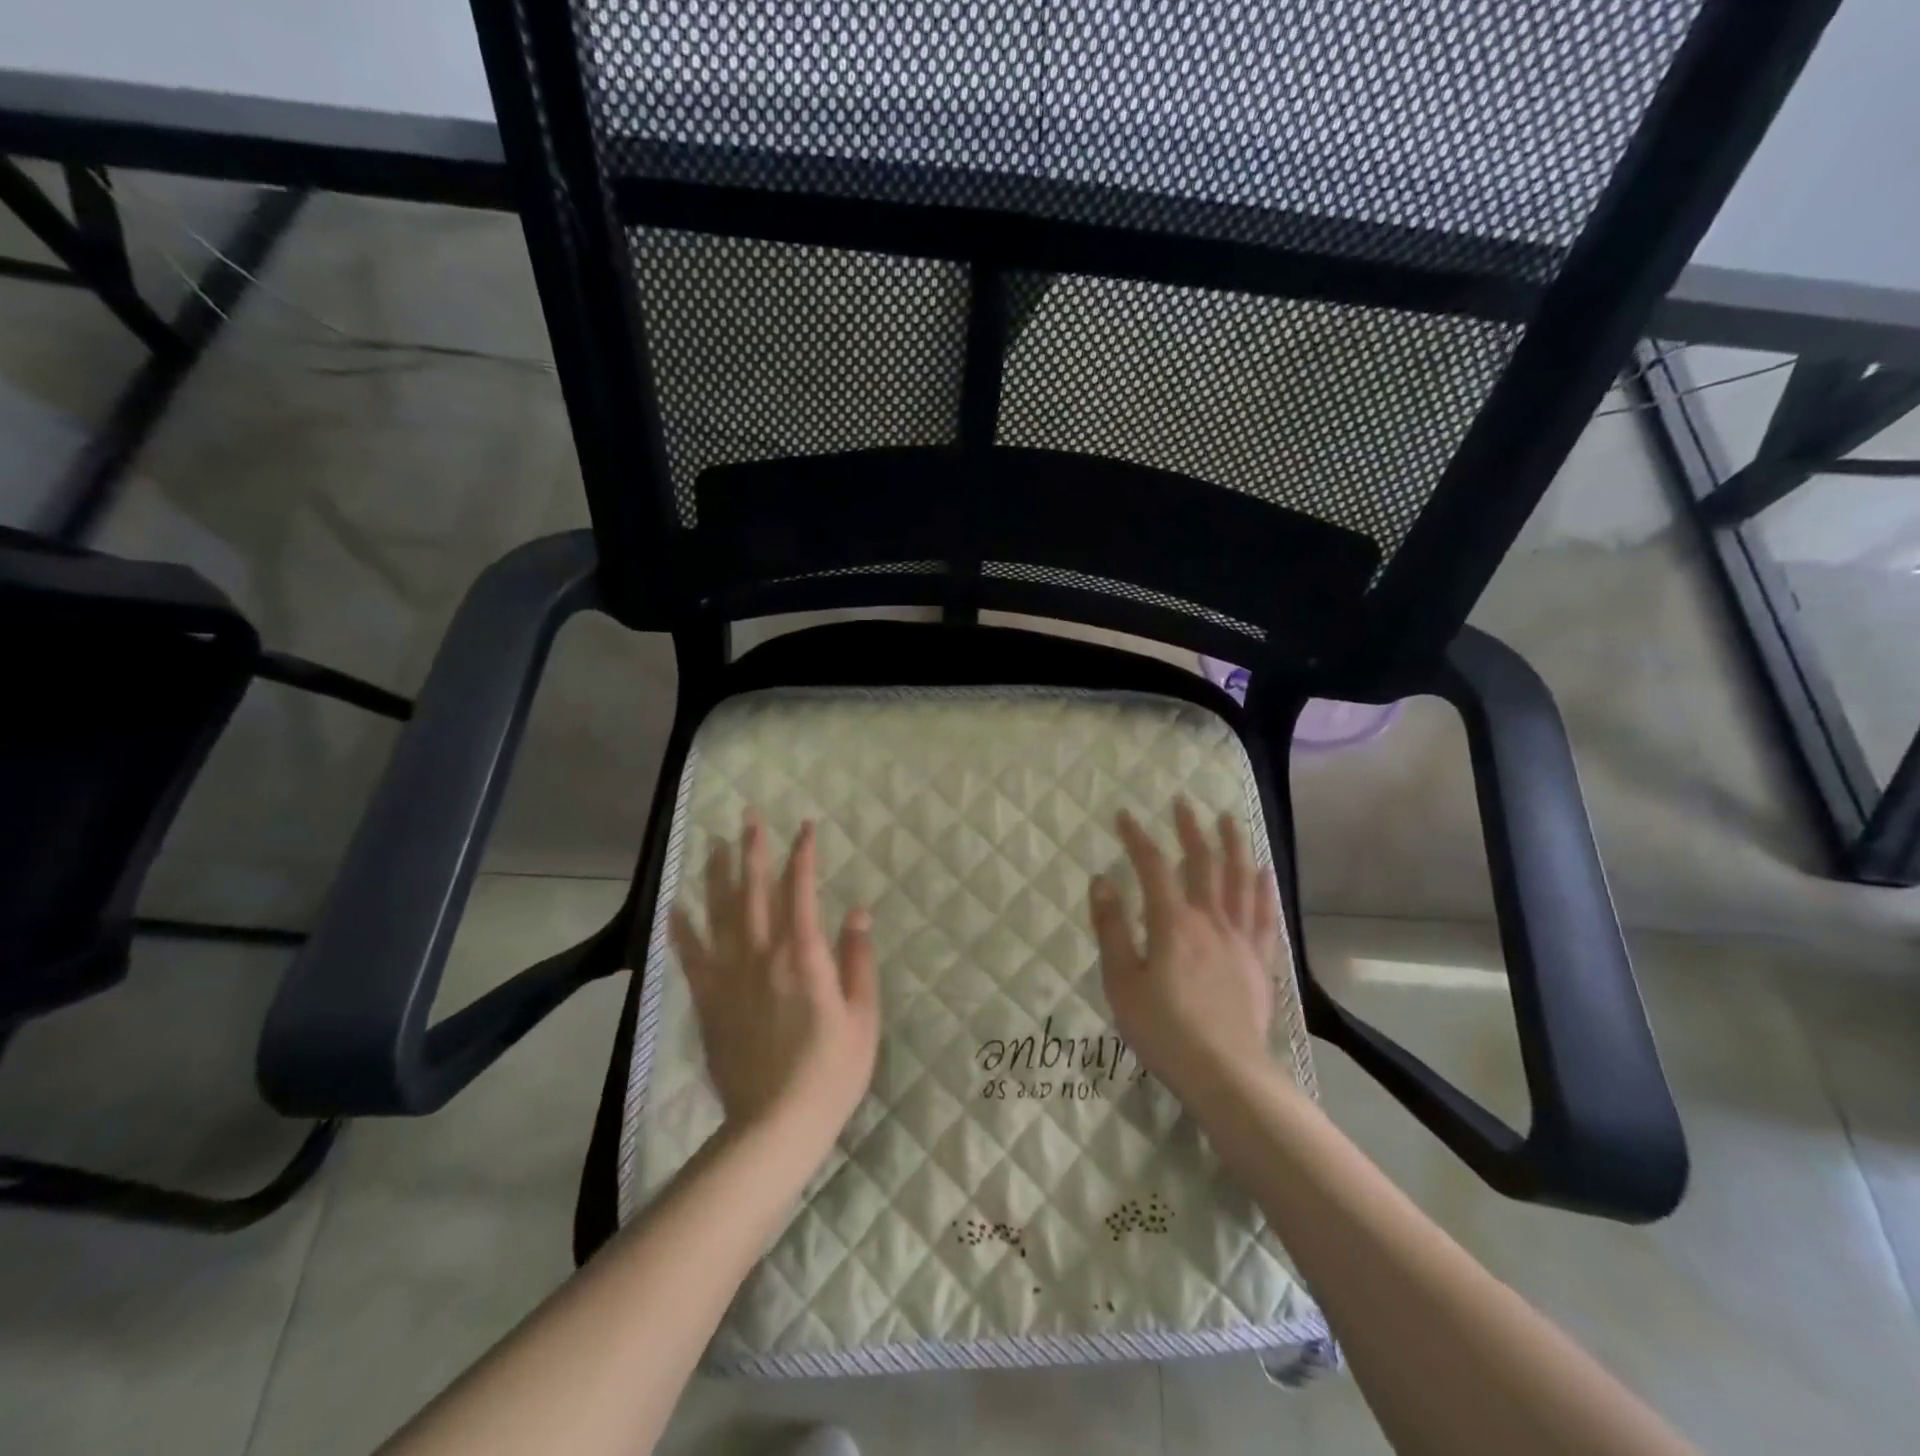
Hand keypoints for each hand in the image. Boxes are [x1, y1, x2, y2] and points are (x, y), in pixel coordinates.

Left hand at [669, 814, 879, 1152]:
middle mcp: (763, 954)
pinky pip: (691, 955)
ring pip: (721, 913)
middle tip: (748, 816)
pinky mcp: (709, 1000)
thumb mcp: (863, 1015)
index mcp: (804, 955)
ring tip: (715, 843)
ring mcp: (731, 976)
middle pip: (755, 891)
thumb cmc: (831, 1069)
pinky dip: (682, 928)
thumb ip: (858, 959)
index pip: (802, 890)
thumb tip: (858, 911)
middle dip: (753, 849)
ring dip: (718, 875)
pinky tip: (675, 905)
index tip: (805, 826)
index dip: (803, 854)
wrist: (776, 1123)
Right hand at [1088, 799, 1280, 1100]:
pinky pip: (1264, 914)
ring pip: (1240, 880)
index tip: (1124, 816)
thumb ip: (1112, 928)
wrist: (1225, 1074)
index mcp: (1173, 923)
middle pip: (1203, 863)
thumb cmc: (1164, 1029)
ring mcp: (1240, 939)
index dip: (1138, 838)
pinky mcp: (1259, 961)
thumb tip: (1102, 881)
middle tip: (1182, 803)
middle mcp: (1210, 920)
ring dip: (1233, 845)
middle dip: (1190, 830)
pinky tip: (1263, 871)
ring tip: (1228, 820)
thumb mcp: (1122, 982)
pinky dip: (1263, 888)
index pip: (1153, 867)